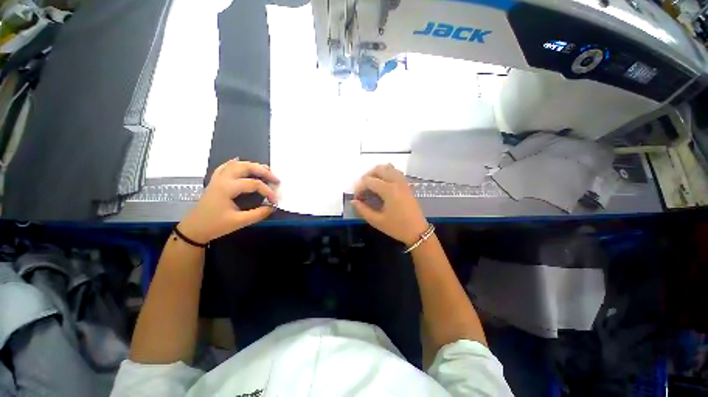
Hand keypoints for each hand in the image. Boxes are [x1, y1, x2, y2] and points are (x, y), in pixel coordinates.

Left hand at [178, 160, 278, 243]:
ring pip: (237, 164)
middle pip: (246, 167)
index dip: (268, 191)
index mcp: (227, 188)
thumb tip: (272, 206)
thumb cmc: (215, 225)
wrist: (194, 229)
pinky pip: (226, 166)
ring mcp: (218, 178)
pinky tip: (243, 164)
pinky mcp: (216, 181)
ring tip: (266, 171)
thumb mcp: (239, 222)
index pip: (254, 184)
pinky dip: (237, 164)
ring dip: (253, 166)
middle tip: (276, 179)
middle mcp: (223, 178)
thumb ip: (258, 214)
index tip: (275, 201)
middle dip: (264, 171)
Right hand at [351, 164, 427, 245]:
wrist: (418, 232)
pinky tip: (383, 184)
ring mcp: (403, 182)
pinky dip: (387, 173)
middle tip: (362, 189)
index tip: (356, 198)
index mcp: (388, 190)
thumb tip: (353, 201)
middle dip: (367, 176)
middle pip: (378, 169)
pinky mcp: (407, 185)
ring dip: (377, 173)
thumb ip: (362, 210)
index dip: (359, 188)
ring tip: (372, 185)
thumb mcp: (377, 221)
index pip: (368, 181)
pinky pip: (395, 172)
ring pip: (388, 167)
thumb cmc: (397, 227)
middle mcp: (396, 182)